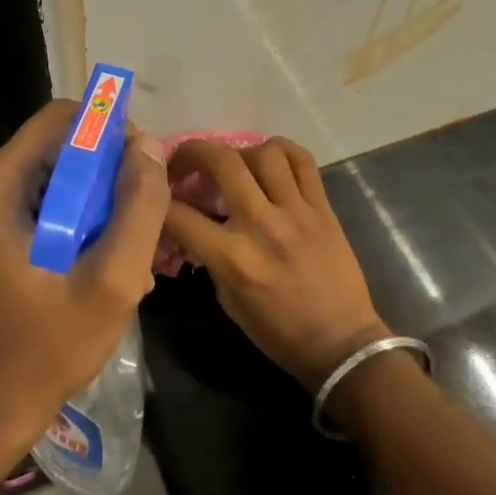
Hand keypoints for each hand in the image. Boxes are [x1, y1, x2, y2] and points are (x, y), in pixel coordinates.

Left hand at [0, 99, 170, 448]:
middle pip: (61, 145)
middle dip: (108, 173)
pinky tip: (102, 257)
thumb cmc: (50, 345)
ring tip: (126, 246)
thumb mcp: (113, 280)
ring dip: (99, 199)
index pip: (62, 118)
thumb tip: (150, 145)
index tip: (143, 172)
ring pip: (58, 171)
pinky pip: (46, 195)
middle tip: (142, 218)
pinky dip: (79, 216)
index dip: (111, 133)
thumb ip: (139, 208)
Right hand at [163, 138, 389, 389]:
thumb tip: (191, 227)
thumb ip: (207, 257)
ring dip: (239, 153)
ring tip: (233, 167)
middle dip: (191, 153)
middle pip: (220, 160)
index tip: (154, 199)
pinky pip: (302, 160)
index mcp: (232, 257)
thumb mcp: (227, 300)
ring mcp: (296, 211)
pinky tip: (269, 161)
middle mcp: (262, 224)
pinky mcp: (323, 207)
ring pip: (263, 152)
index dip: (155, 202)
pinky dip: (281, 151)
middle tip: (184, 163)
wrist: (342, 343)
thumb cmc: (277, 331)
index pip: (178, 214)